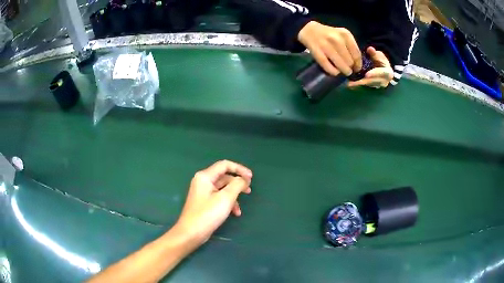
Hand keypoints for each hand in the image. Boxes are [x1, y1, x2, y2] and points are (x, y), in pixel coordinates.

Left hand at [174, 160, 252, 246]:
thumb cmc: (208, 214)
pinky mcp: (204, 202)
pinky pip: (219, 197)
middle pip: (224, 177)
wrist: (191, 233)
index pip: (225, 165)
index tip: (251, 178)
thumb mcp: (226, 198)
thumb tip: (243, 179)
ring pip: (222, 189)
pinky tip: (234, 213)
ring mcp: (203, 192)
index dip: (239, 169)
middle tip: (249, 190)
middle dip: (237, 183)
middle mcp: (203, 181)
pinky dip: (228, 203)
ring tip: (240, 207)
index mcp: (205, 176)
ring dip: (234, 196)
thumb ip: (237, 185)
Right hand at [298, 21, 361, 76]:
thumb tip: (357, 65)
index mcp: (345, 35)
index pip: (357, 54)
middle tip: (348, 70)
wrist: (310, 31)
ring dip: (343, 71)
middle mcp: (337, 39)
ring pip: (341, 65)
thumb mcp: (342, 36)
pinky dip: (334, 72)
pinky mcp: (317, 52)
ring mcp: (326, 46)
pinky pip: (329, 67)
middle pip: (349, 61)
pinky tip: (335, 72)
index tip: (356, 69)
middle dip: (350, 68)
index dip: (358, 65)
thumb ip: (351, 47)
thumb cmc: (330, 35)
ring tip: (343, 72)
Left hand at [347, 47, 393, 87]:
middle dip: (363, 82)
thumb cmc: (380, 60)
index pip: (382, 74)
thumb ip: (374, 53)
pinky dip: (357, 85)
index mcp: (388, 73)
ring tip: (349, 84)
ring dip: (358, 84)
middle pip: (373, 82)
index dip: (374, 74)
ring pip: (368, 85)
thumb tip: (370, 49)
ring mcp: (378, 85)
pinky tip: (349, 85)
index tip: (367, 75)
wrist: (383, 68)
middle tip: (352, 82)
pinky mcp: (372, 86)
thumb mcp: (378, 55)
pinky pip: (364, 86)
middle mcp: (384, 82)